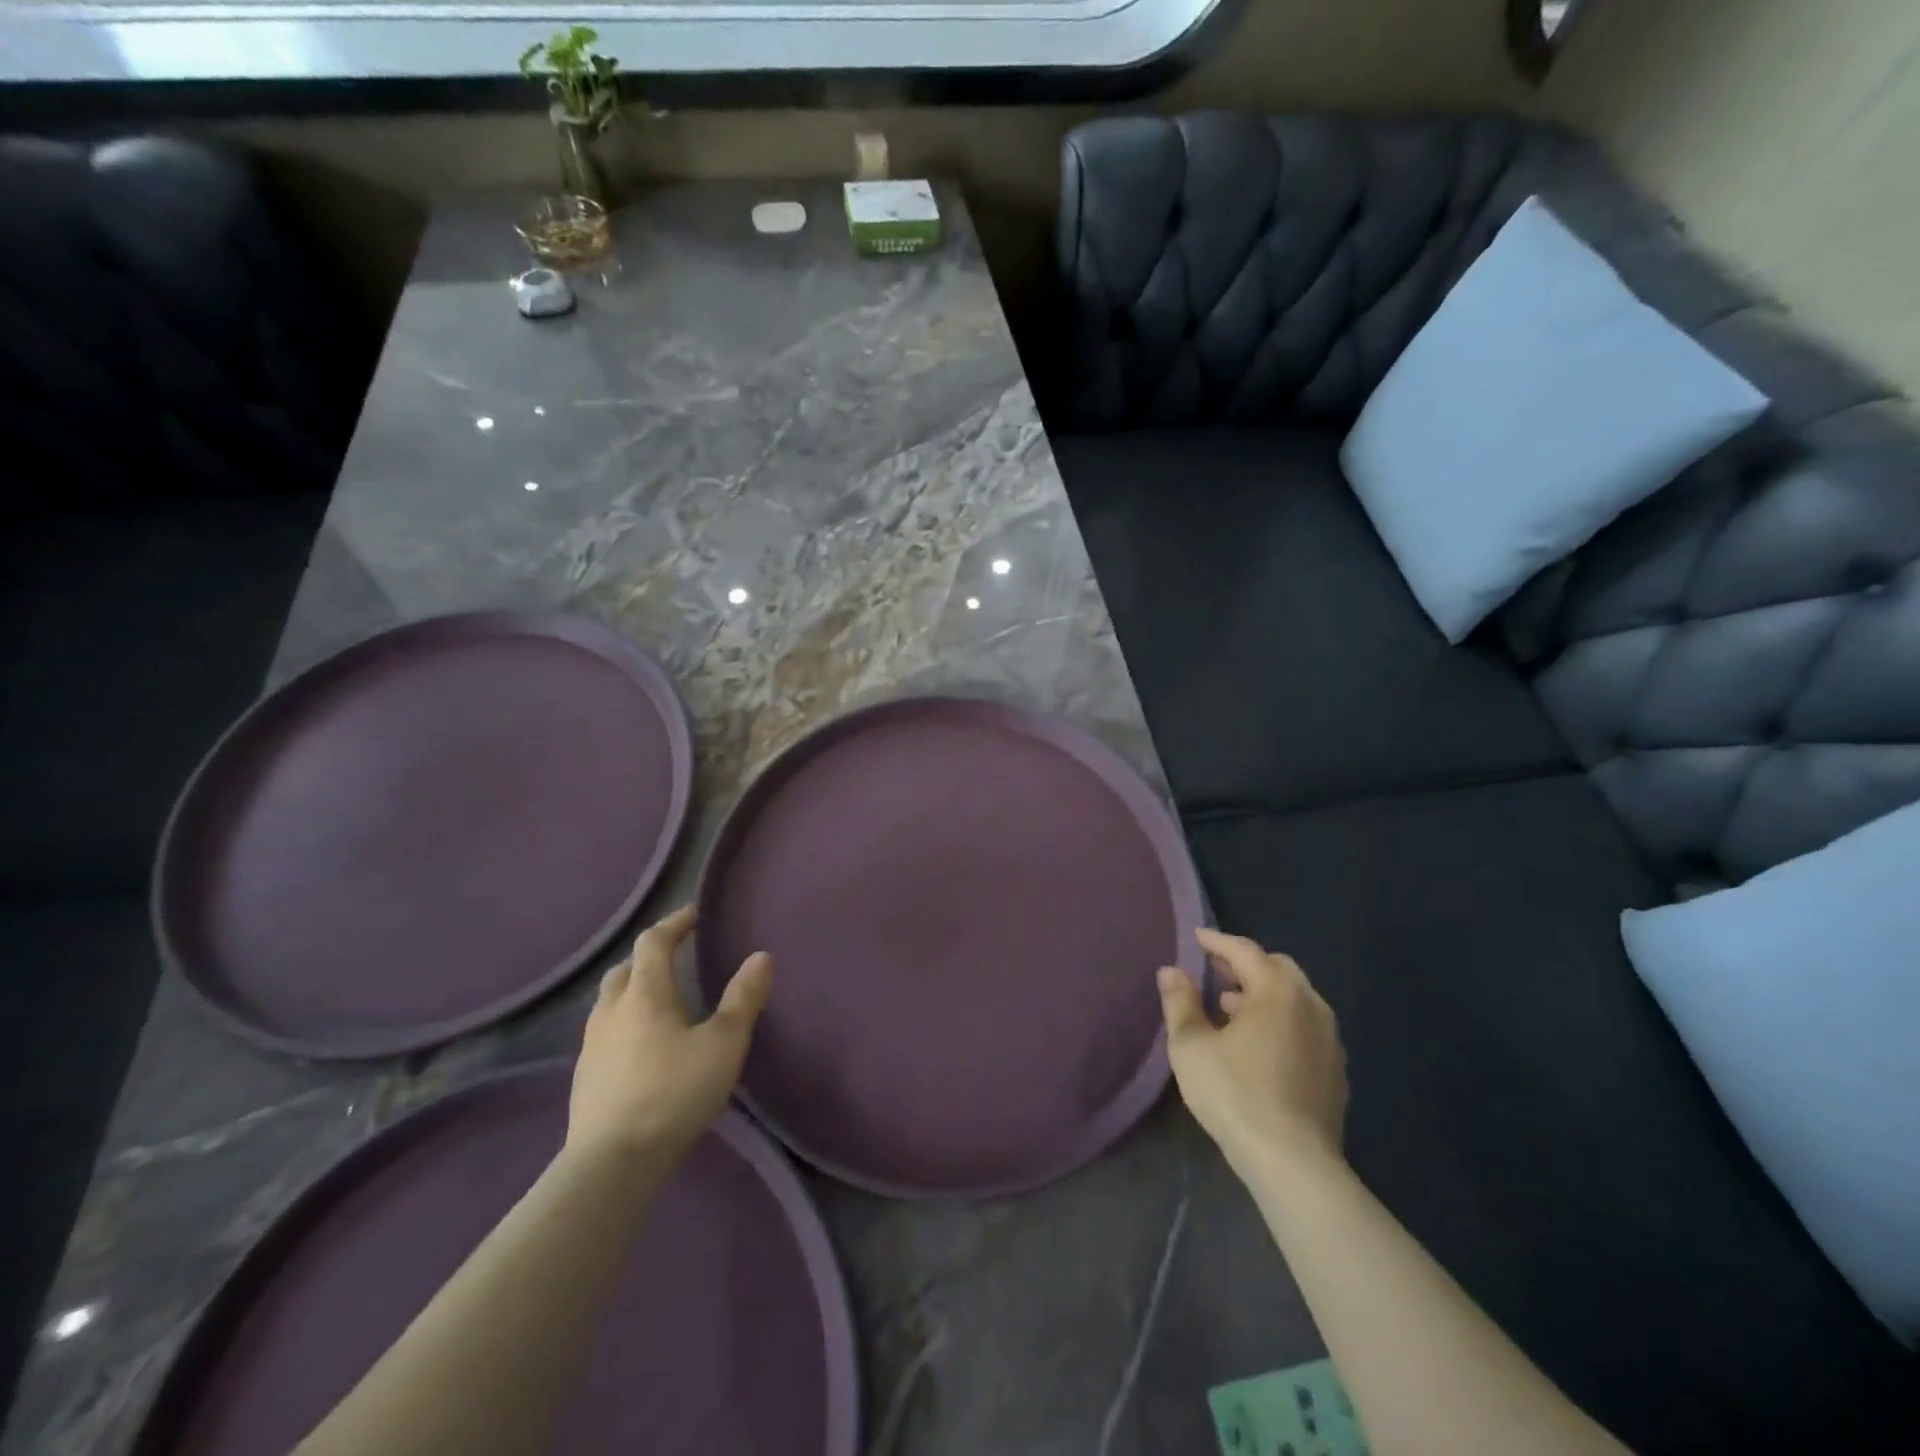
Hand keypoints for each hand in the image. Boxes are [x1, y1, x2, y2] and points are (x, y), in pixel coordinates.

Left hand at [566, 905, 772, 1168]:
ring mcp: (591, 1045)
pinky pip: (605, 1032)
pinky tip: (642, 1046)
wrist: (611, 1164)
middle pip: (626, 968)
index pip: (654, 941)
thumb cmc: (674, 1093)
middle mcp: (612, 1010)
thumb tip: (761, 956)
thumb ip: (744, 998)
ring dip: (634, 988)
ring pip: (610, 1001)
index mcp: (645, 993)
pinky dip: (625, 1022)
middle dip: (650, 955)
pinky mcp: (584, 1078)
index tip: (695, 915)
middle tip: (677, 955)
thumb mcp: (724, 1044)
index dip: (675, 923)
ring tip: (661, 999)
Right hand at [1158, 929, 1346, 1176]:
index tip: (1196, 938)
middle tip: (1216, 972)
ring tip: (1232, 1008)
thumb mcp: (1191, 1046)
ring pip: (1295, 998)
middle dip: (1245, 964)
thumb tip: (1170, 970)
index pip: (1244, 951)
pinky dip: (1282, 1020)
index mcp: (1277, 991)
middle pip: (1277, 968)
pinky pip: (1305, 1027)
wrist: (1294, 1163)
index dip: (1216, 942)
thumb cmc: (1235, 1094)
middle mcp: (1310, 1005)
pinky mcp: (1336, 1070)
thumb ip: (1180, 1002)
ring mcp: (1329, 1039)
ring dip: (1264, 994)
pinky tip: (1260, 1045)